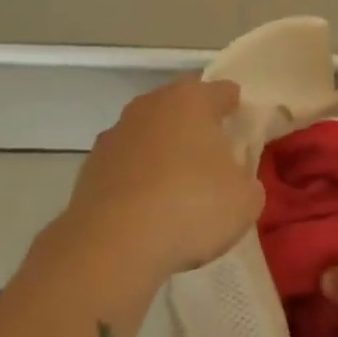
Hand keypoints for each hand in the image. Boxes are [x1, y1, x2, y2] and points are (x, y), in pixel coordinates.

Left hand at [61, 77, 261, 283]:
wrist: (113, 245)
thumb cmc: (192, 207)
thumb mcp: (246, 199)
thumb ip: (246, 179)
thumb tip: (234, 177)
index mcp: (193, 100)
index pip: (223, 91)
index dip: (236, 107)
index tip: (242, 128)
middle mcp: (151, 105)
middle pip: (181, 103)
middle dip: (197, 122)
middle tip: (213, 153)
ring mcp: (116, 133)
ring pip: (149, 130)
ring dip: (163, 148)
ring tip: (177, 184)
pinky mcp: (91, 165)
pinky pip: (126, 161)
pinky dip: (138, 175)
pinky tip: (147, 205)